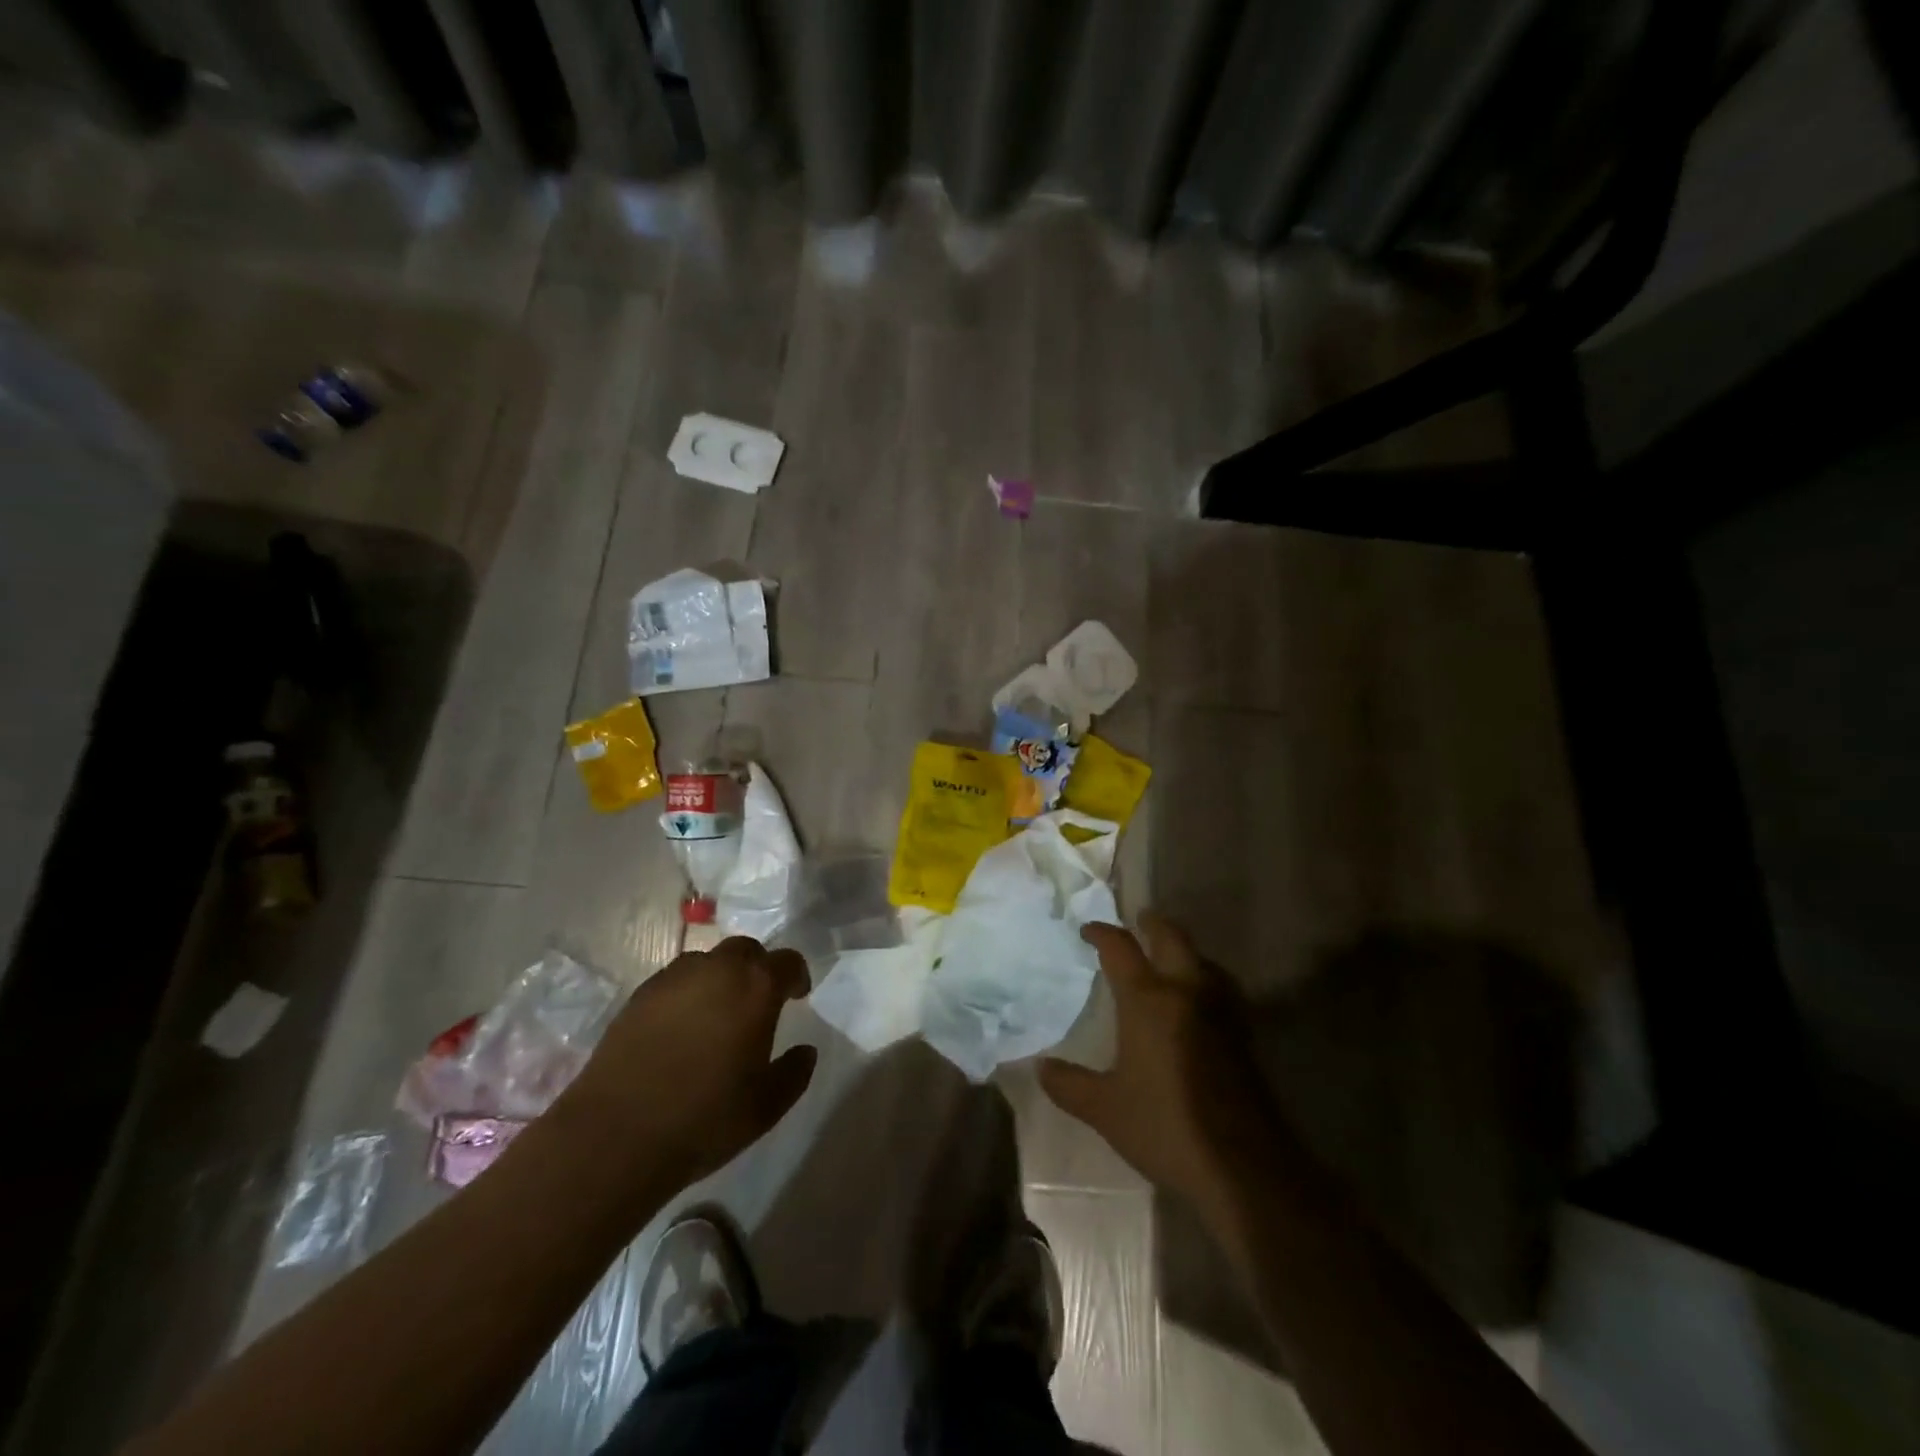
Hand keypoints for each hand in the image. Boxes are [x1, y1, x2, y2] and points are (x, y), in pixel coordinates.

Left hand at [560, 937, 816, 1189]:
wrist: (616, 1137)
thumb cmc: (704, 1119)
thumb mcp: (766, 1106)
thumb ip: (794, 1073)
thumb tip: (805, 1050)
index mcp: (755, 987)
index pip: (787, 962)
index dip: (796, 976)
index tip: (797, 996)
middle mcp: (717, 970)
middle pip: (746, 950)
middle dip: (757, 968)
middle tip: (757, 1001)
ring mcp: (673, 979)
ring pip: (707, 962)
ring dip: (720, 978)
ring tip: (717, 1013)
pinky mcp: (638, 996)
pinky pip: (674, 981)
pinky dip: (686, 994)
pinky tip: (681, 1028)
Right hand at [1040, 914, 1279, 1215]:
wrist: (1243, 1165)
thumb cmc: (1166, 1126)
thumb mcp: (1106, 1110)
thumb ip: (1070, 1084)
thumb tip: (1041, 1067)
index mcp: (1148, 1000)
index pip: (1121, 949)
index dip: (1102, 933)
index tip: (1087, 930)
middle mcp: (1186, 992)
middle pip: (1172, 938)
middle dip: (1153, 923)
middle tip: (1139, 919)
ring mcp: (1220, 1011)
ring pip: (1203, 960)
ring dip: (1184, 949)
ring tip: (1169, 956)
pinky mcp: (1243, 1034)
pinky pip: (1220, 987)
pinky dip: (1204, 977)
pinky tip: (1198, 1000)